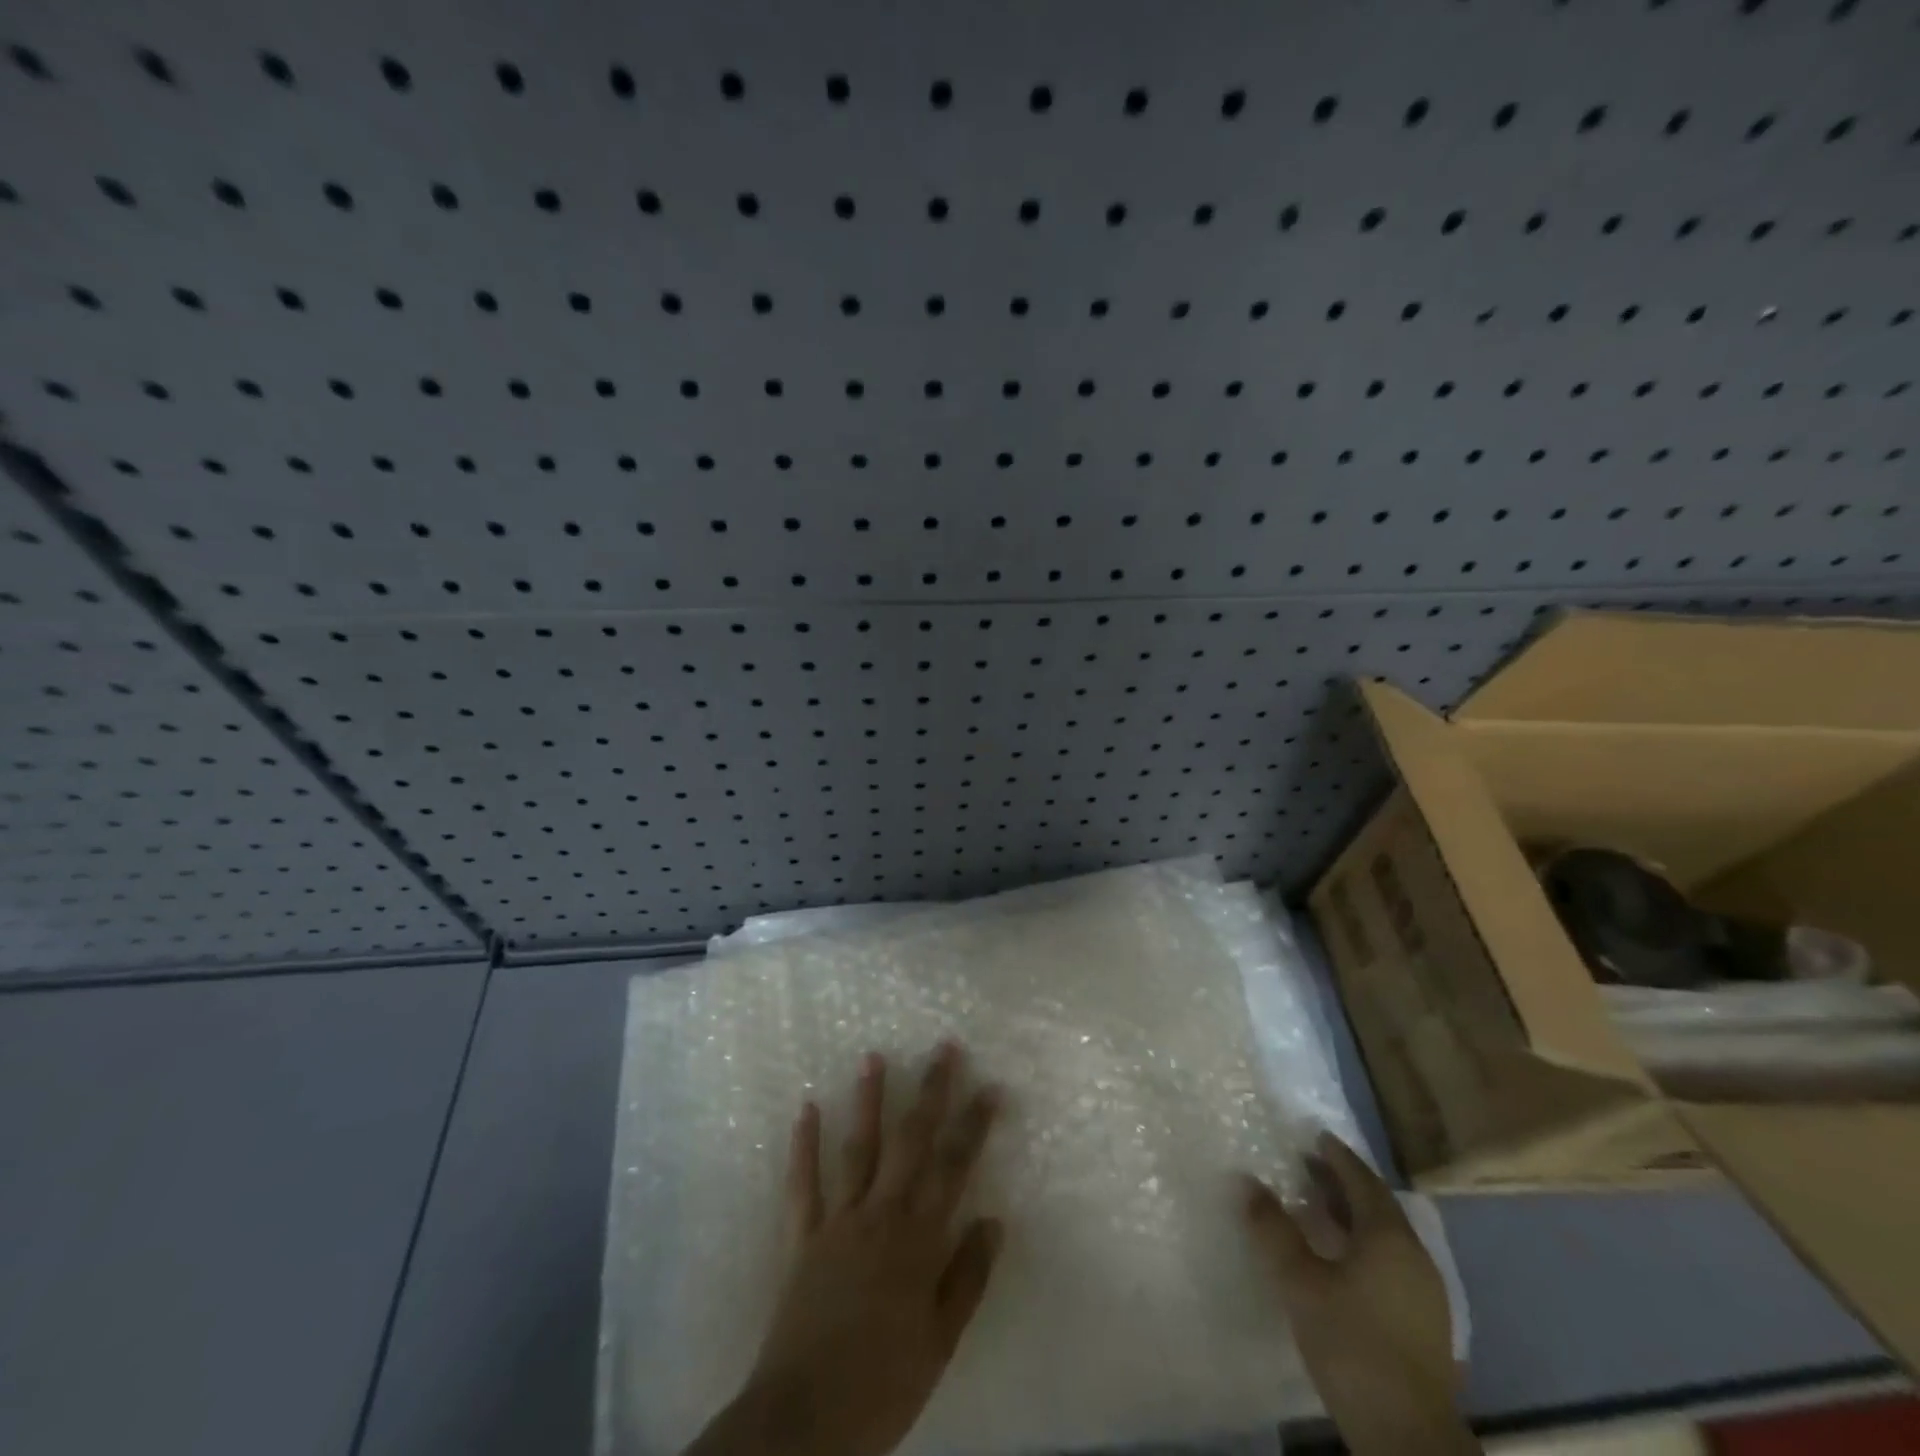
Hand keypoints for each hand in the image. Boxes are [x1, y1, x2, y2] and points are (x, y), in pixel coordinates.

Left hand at [687, 1043, 1002, 1455]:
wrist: (805, 1421)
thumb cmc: (883, 1384)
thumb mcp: (940, 1342)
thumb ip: (967, 1278)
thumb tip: (994, 1220)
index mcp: (918, 1240)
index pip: (953, 1167)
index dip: (973, 1125)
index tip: (990, 1087)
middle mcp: (880, 1215)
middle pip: (910, 1141)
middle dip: (930, 1092)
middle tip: (944, 1048)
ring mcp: (838, 1220)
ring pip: (858, 1148)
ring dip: (867, 1100)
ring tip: (873, 1055)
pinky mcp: (802, 1236)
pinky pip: (802, 1184)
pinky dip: (804, 1145)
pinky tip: (806, 1108)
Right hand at [1244, 1131, 1477, 1455]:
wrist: (1408, 1437)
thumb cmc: (1352, 1344)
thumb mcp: (1299, 1282)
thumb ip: (1272, 1229)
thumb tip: (1245, 1180)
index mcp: (1388, 1236)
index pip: (1362, 1180)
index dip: (1338, 1156)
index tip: (1316, 1136)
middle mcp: (1414, 1255)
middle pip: (1378, 1205)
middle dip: (1344, 1182)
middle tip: (1310, 1166)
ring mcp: (1425, 1292)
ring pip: (1387, 1235)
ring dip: (1354, 1215)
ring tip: (1320, 1208)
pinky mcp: (1425, 1323)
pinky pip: (1392, 1260)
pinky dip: (1365, 1244)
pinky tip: (1342, 1259)